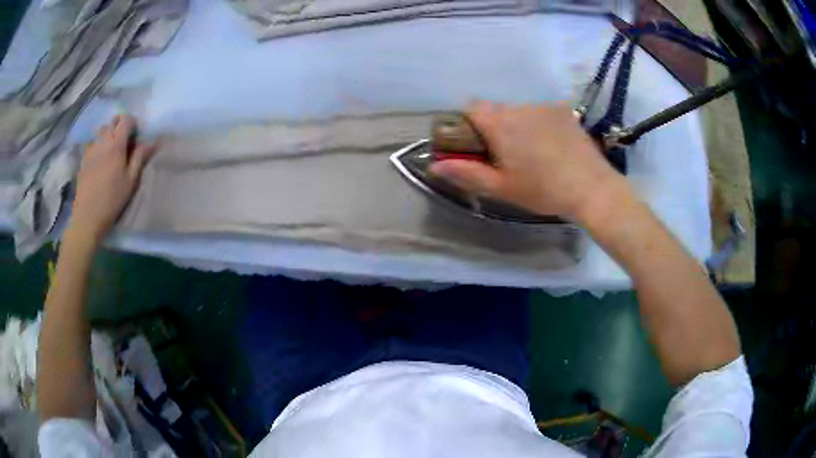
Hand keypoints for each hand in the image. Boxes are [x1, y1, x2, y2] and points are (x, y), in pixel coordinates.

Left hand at [70, 115, 156, 243]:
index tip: (136, 135)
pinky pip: (92, 143)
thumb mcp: (130, 181)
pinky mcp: (83, 159)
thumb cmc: (112, 200)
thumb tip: (151, 141)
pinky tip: (99, 159)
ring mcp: (91, 149)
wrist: (87, 217)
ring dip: (108, 134)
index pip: (126, 120)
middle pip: (112, 121)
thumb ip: (139, 158)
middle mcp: (102, 141)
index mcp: (116, 145)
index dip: (133, 124)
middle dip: (120, 125)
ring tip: (111, 149)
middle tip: (125, 141)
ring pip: (101, 131)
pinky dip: (98, 145)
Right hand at [429, 102, 631, 223]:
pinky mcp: (564, 111)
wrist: (592, 188)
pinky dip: (539, 123)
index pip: (471, 106)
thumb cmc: (544, 190)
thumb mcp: (502, 187)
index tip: (475, 144)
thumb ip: (467, 173)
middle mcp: (520, 107)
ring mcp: (544, 107)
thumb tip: (434, 166)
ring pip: (519, 110)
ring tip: (534, 153)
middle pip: (496, 109)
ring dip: (518, 125)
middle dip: (494, 127)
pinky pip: (541, 112)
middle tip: (506, 156)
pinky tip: (552, 146)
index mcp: (500, 123)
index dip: (468, 122)